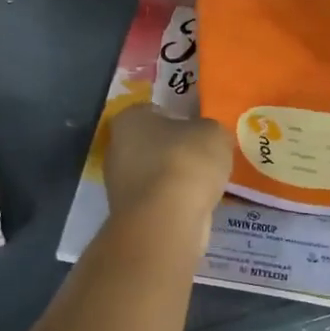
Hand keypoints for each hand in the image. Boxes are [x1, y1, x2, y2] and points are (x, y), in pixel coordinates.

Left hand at [103, 104, 231, 238]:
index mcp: (129, 119)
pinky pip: (157, 200)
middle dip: (175, 151)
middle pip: (151, 145)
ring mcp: (118, 185)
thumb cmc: (185, 162)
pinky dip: (173, 202)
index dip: (179, 118)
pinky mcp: (128, 214)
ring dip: (175, 179)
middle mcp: (116, 149)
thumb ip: (209, 131)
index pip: (154, 111)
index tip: (200, 130)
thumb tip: (208, 139)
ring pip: (154, 175)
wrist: (166, 220)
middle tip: (205, 158)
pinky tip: (195, 205)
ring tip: (205, 184)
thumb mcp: (213, 133)